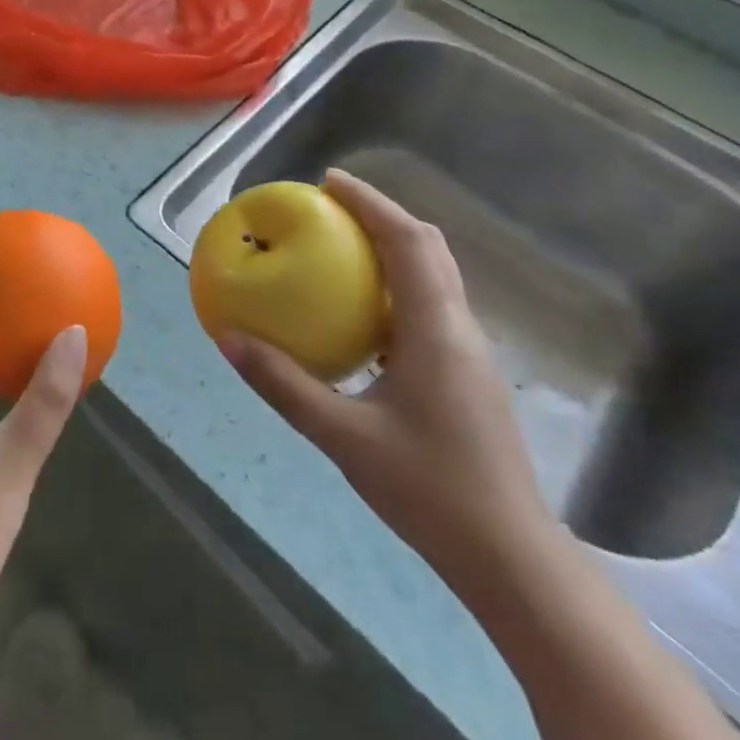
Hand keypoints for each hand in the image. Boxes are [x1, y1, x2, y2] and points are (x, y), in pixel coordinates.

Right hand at [217, 170, 556, 594]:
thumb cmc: (429, 491)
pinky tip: (360, 311)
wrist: (512, 559)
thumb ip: (282, 384)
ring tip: (339, 246)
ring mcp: (471, 352)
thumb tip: (226, 337)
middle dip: (381, 215)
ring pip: (434, 275)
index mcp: (436, 331)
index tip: (328, 181)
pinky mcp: (468, 374)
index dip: (371, 202)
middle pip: (428, 248)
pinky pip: (429, 305)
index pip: (408, 242)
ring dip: (392, 247)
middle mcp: (460, 329)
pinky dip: (395, 284)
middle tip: (329, 206)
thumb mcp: (342, 437)